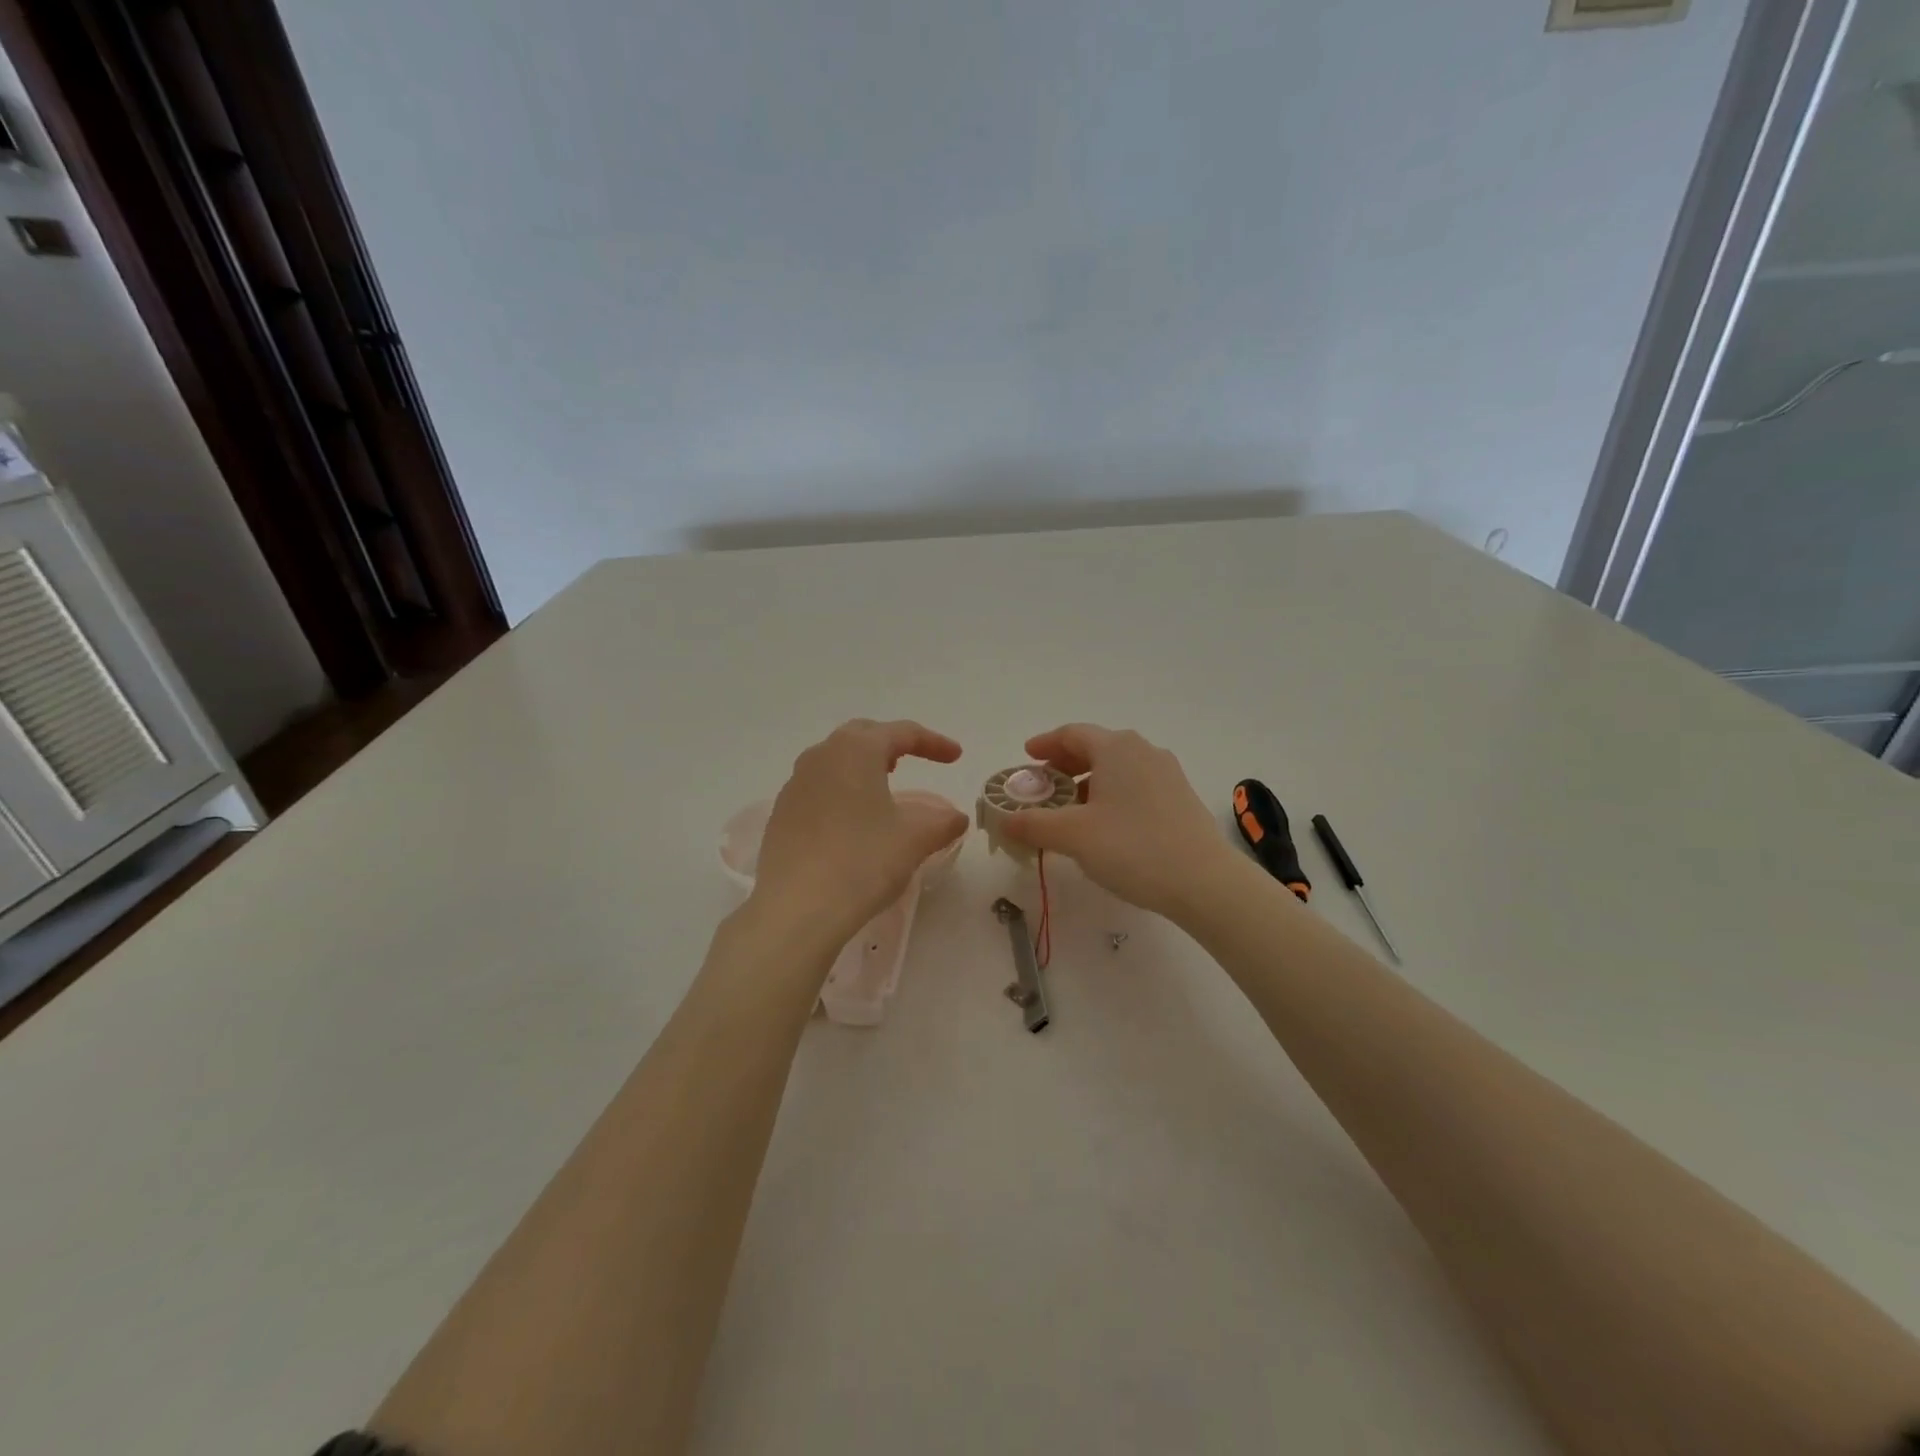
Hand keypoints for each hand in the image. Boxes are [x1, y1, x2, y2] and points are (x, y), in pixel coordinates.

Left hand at [750, 719, 968, 951]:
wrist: (796, 908)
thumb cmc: (862, 861)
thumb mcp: (914, 839)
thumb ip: (942, 822)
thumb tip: (956, 817)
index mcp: (856, 750)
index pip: (902, 733)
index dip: (933, 742)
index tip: (956, 757)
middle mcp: (821, 756)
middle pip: (862, 736)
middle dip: (892, 744)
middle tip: (915, 760)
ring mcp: (795, 785)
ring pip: (836, 761)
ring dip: (864, 767)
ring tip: (884, 787)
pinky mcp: (782, 814)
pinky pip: (819, 789)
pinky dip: (842, 792)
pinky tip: (853, 821)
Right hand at [999, 724, 1237, 919]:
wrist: (1205, 882)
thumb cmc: (1133, 847)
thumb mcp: (1073, 836)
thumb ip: (1033, 824)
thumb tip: (1004, 821)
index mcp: (1116, 748)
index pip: (1072, 734)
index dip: (1045, 744)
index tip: (1026, 756)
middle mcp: (1143, 751)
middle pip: (1095, 748)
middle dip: (1065, 764)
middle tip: (1043, 786)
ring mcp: (1167, 774)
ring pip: (1117, 768)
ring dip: (1088, 782)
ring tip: (1071, 809)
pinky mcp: (1180, 798)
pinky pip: (1136, 785)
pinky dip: (1112, 794)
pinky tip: (1105, 824)